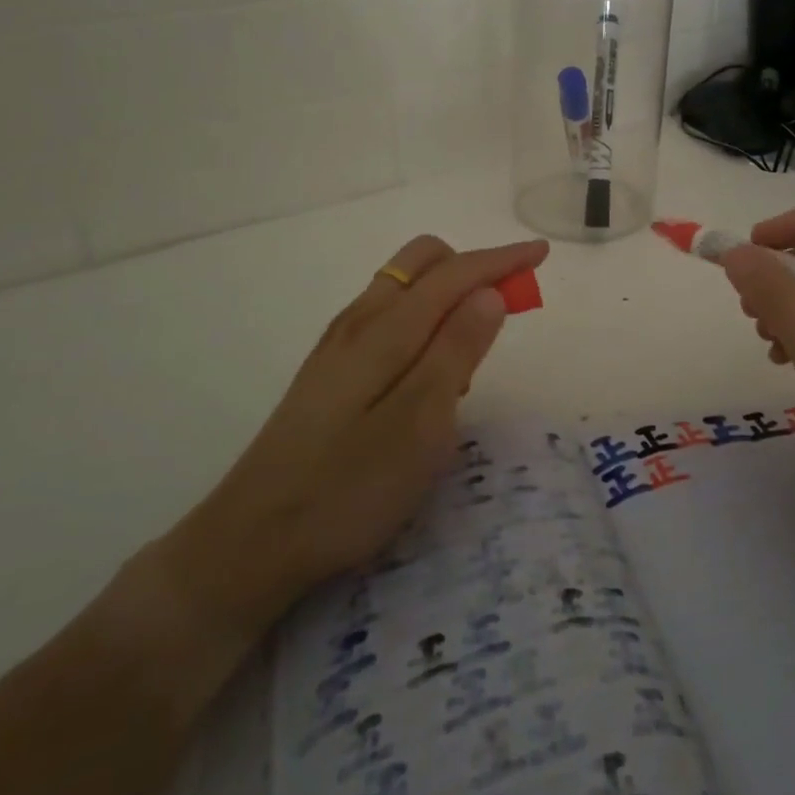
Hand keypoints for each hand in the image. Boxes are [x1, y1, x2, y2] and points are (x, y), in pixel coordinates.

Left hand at [151, 233, 548, 644]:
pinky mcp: (329, 370)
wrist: (252, 541)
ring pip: (402, 287)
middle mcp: (359, 321)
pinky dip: (421, 319)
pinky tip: (427, 373)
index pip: (454, 273)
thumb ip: (457, 351)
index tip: (542, 253)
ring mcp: (338, 345)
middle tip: (505, 309)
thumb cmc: (348, 487)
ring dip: (447, 294)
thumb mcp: (420, 424)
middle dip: (472, 268)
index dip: (501, 259)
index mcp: (385, 329)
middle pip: (421, 262)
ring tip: (470, 352)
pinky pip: (386, 316)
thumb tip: (488, 291)